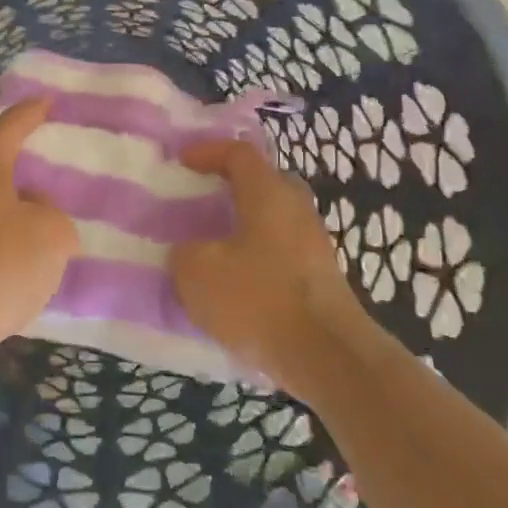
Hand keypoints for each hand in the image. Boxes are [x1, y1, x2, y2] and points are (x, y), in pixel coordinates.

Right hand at [171, 140, 367, 396]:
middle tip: (202, 200)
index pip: (239, 153)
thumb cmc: (258, 299)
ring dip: (243, 227)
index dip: (207, 151)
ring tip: (211, 246)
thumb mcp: (197, 273)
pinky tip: (234, 284)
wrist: (327, 356)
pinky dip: (255, 258)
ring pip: (273, 220)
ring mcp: (314, 245)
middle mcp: (297, 209)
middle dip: (231, 187)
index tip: (181, 161)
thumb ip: (184, 253)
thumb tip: (189, 252)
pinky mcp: (320, 279)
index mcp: (268, 193)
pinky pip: (280, 253)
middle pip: (263, 183)